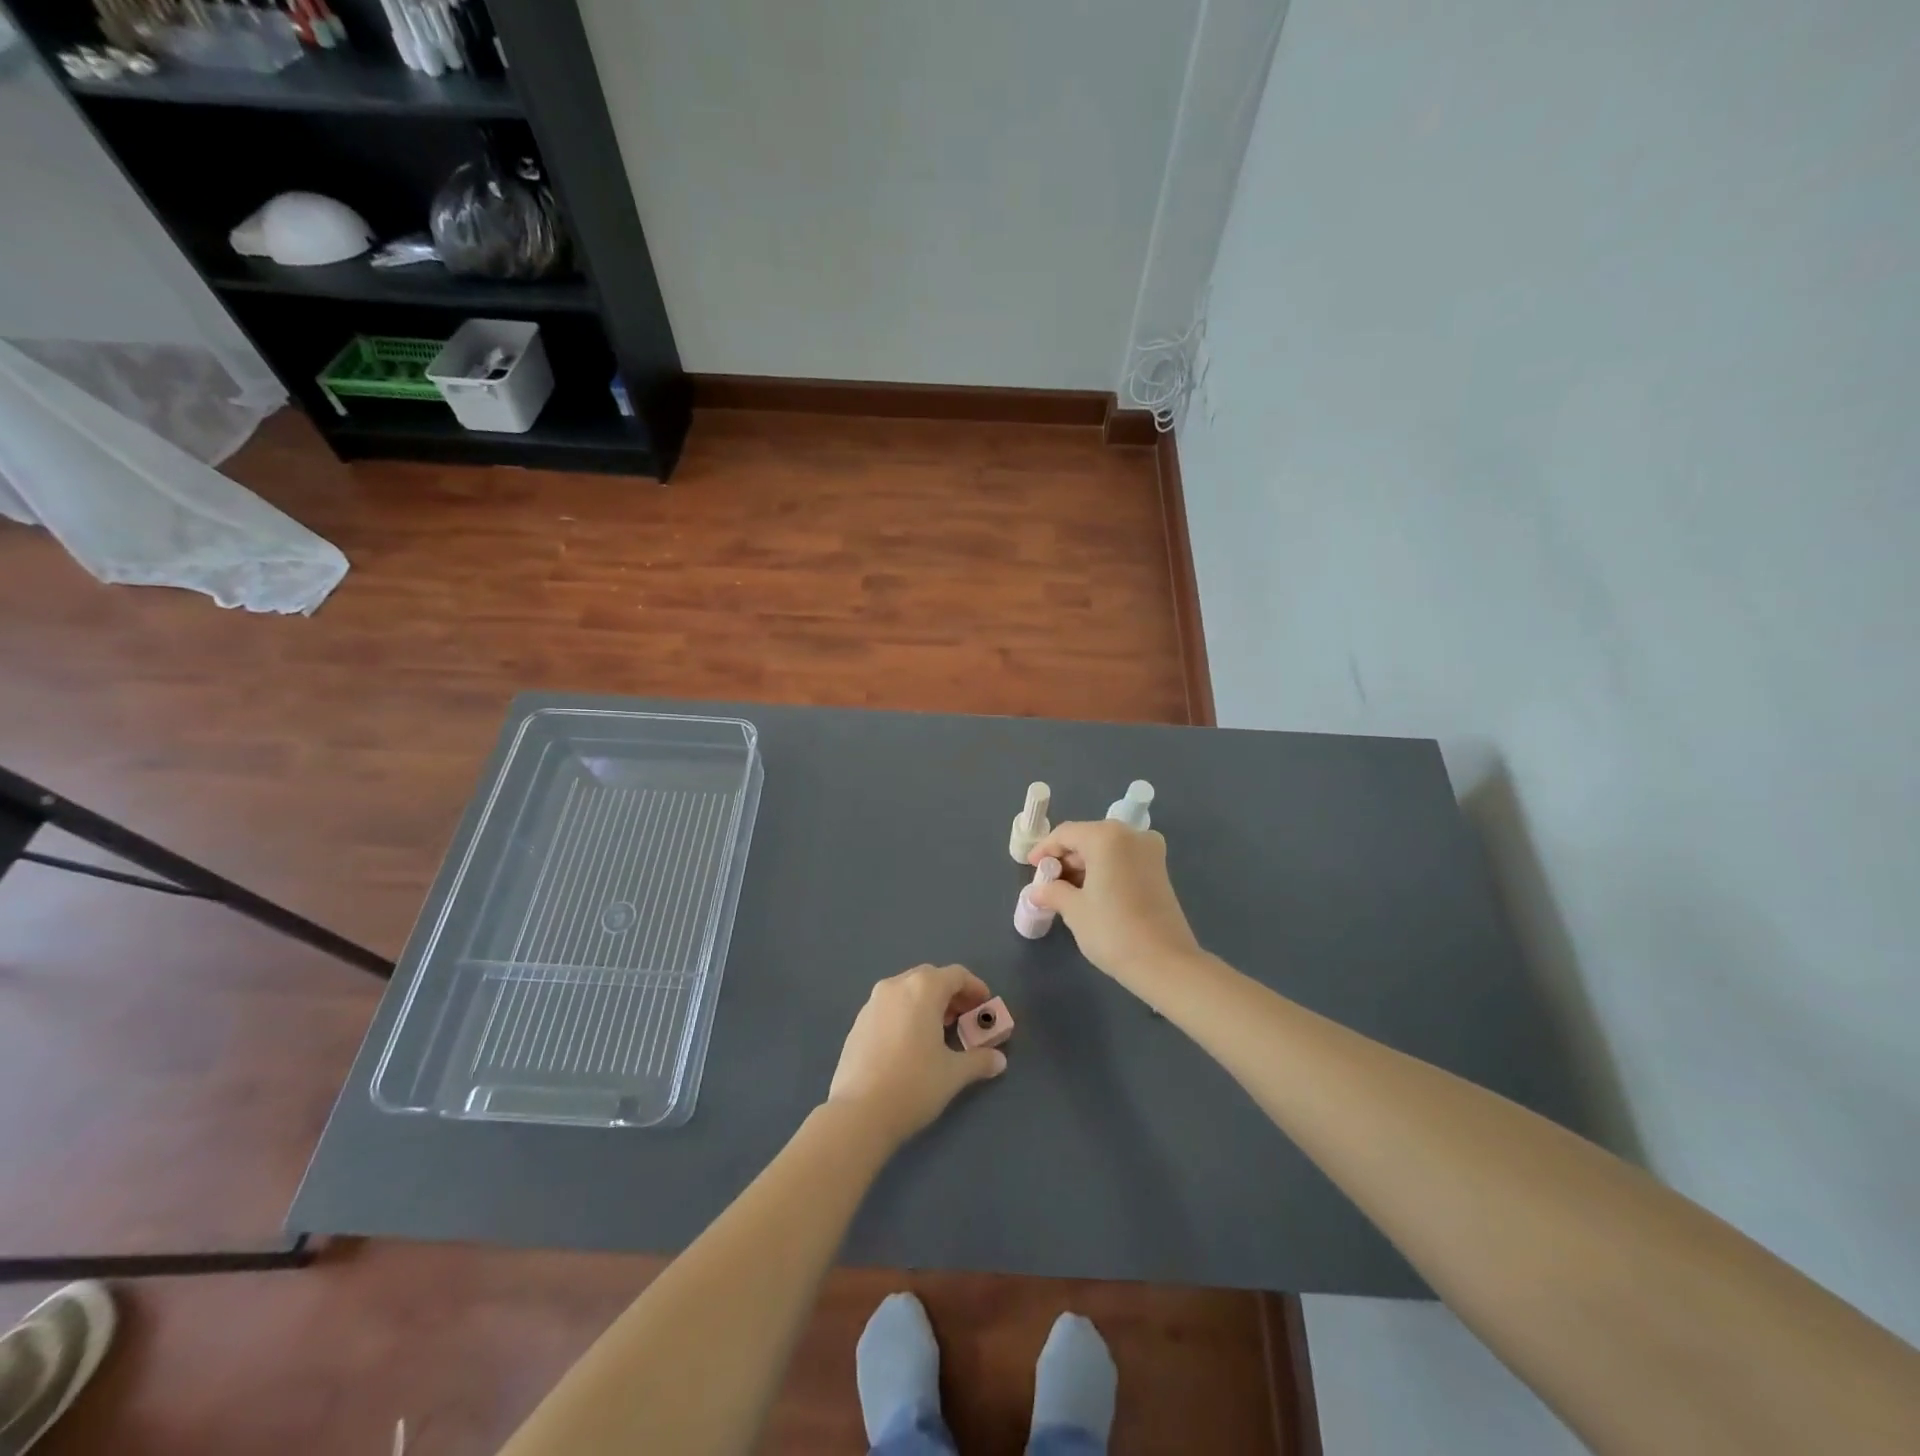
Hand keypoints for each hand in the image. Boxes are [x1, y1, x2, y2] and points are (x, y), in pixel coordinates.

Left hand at [827, 964, 1007, 1144]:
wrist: (859, 1113)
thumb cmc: (913, 1085)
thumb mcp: (953, 1074)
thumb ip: (979, 1061)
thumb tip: (999, 1060)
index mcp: (923, 989)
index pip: (956, 975)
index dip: (975, 988)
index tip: (985, 1007)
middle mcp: (896, 985)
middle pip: (930, 978)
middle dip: (950, 994)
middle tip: (964, 1018)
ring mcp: (873, 1002)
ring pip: (907, 990)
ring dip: (927, 1003)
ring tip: (938, 1032)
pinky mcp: (858, 1022)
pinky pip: (890, 1006)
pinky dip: (906, 1014)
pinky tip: (910, 1044)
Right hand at [1028, 820, 1202, 992]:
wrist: (1165, 963)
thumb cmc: (1113, 931)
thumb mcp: (1074, 910)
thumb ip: (1052, 892)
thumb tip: (1037, 891)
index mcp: (1107, 837)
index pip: (1066, 834)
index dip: (1044, 848)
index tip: (1031, 866)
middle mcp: (1131, 835)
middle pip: (1088, 838)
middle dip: (1065, 858)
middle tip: (1047, 882)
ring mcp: (1150, 851)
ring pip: (1106, 849)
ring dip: (1084, 865)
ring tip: (1065, 891)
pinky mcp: (1159, 870)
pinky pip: (1123, 860)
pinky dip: (1104, 870)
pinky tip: (1090, 893)